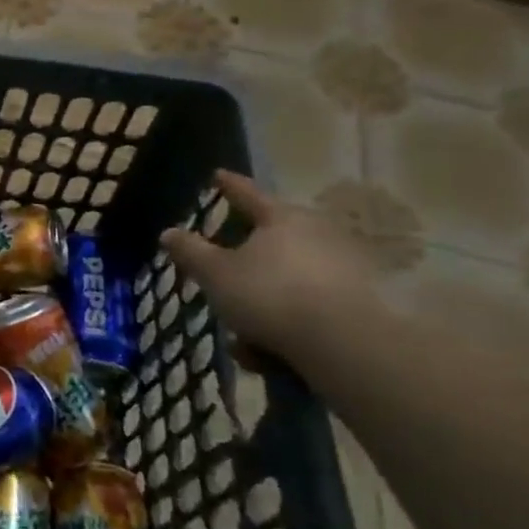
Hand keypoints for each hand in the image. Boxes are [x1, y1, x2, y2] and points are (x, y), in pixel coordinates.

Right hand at [161, 171, 380, 364]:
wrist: (344, 343)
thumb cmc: (270, 294)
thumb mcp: (216, 273)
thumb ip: (190, 252)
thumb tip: (168, 232)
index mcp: (281, 218)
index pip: (247, 194)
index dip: (229, 186)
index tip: (218, 175)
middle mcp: (316, 234)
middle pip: (270, 241)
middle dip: (244, 265)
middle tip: (224, 285)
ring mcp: (343, 266)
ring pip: (287, 280)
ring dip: (262, 305)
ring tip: (244, 341)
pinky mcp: (360, 301)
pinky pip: (308, 306)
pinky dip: (287, 324)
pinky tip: (271, 353)